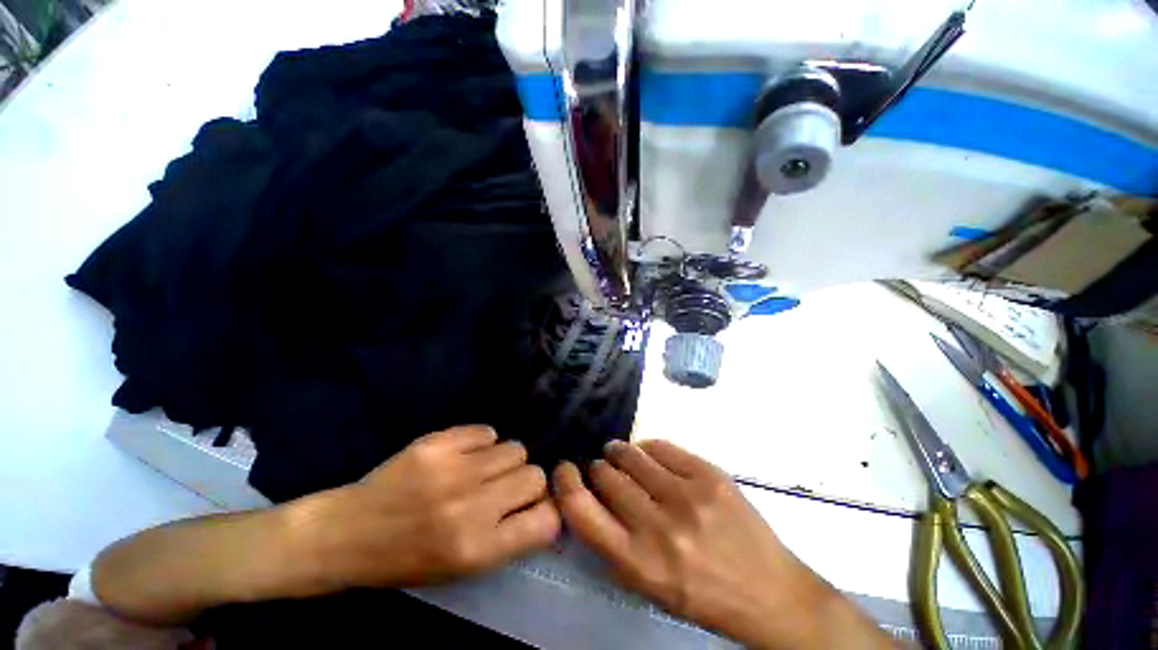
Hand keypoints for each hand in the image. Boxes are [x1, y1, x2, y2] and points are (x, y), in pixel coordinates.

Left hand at [92, 425, 559, 625]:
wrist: (344, 534)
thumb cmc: (405, 561)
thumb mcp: (462, 568)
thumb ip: (508, 538)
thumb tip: (546, 508)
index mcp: (478, 549)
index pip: (546, 520)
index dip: (546, 511)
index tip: (534, 508)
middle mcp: (471, 507)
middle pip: (534, 475)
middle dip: (525, 482)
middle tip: (503, 488)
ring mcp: (453, 470)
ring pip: (514, 448)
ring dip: (504, 460)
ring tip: (480, 470)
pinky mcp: (436, 443)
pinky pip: (486, 431)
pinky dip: (481, 442)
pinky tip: (464, 455)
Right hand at [553, 440, 892, 649]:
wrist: (771, 592)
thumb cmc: (702, 594)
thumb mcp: (648, 585)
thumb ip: (613, 542)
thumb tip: (590, 494)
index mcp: (637, 563)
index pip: (580, 510)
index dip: (565, 483)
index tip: (564, 470)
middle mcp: (658, 527)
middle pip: (606, 476)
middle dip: (599, 468)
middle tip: (602, 467)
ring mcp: (687, 496)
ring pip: (632, 455)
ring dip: (619, 452)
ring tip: (619, 452)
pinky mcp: (709, 474)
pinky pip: (662, 446)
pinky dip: (649, 448)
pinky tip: (649, 454)